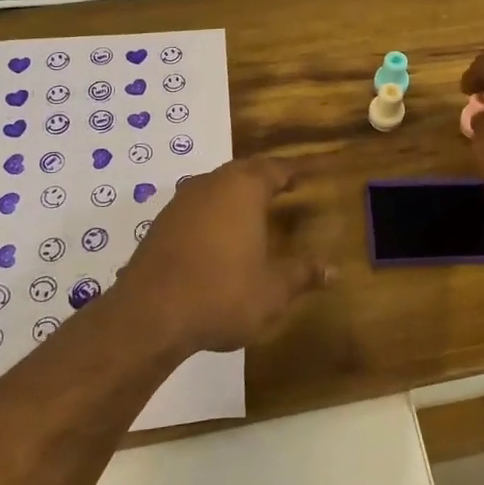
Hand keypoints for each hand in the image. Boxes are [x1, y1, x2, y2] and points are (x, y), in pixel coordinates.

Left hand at [119, 158, 330, 354]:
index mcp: (243, 189)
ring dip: (234, 195)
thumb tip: (333, 271)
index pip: (274, 169)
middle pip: (242, 171)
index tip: (306, 174)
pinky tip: (218, 237)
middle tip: (283, 187)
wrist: (149, 315)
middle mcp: (211, 184)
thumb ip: (302, 275)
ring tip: (252, 211)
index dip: (292, 172)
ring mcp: (180, 202)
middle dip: (263, 178)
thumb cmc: (222, 293)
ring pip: (215, 186)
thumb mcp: (273, 290)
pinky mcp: (160, 224)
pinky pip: (195, 208)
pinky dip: (212, 214)